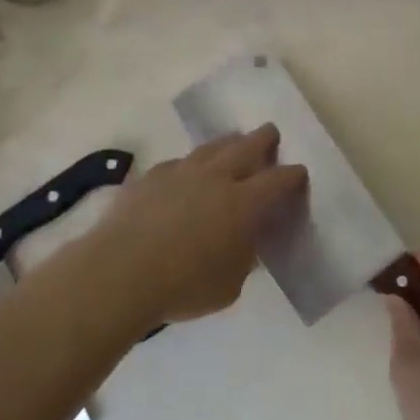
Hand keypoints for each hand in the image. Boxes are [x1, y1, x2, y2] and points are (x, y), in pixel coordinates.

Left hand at [83, 124, 306, 329]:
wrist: (119, 272)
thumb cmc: (183, 286)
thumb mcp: (229, 285)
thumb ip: (242, 258)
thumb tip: (242, 244)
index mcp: (243, 203)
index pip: (278, 180)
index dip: (293, 175)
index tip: (299, 173)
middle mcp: (216, 178)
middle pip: (246, 147)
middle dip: (264, 139)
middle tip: (271, 133)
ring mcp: (180, 172)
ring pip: (211, 148)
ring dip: (227, 143)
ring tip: (233, 141)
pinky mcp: (150, 177)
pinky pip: (177, 163)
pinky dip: (189, 164)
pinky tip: (186, 171)